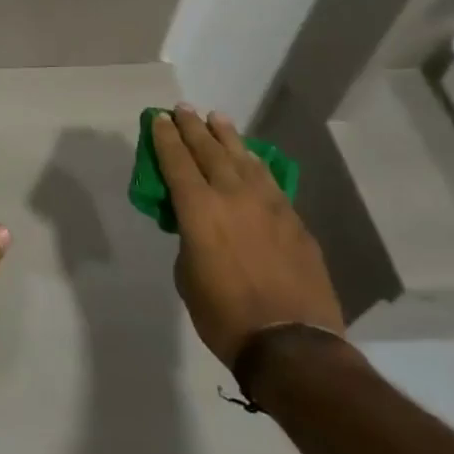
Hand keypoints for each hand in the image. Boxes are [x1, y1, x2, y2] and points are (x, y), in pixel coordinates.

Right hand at [152, 105, 344, 367]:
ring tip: (217, 118)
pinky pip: (269, 181)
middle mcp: (232, 195)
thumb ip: (190, 240)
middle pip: (209, 150)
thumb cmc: (224, 315)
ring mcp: (269, 205)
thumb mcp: (188, 275)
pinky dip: (255, 164)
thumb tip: (199, 229)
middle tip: (183, 109)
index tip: (159, 118)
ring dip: (227, 137)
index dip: (165, 137)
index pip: (176, 161)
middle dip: (193, 127)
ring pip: (243, 158)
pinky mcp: (294, 220)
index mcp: (198, 209)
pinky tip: (251, 158)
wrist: (291, 344)